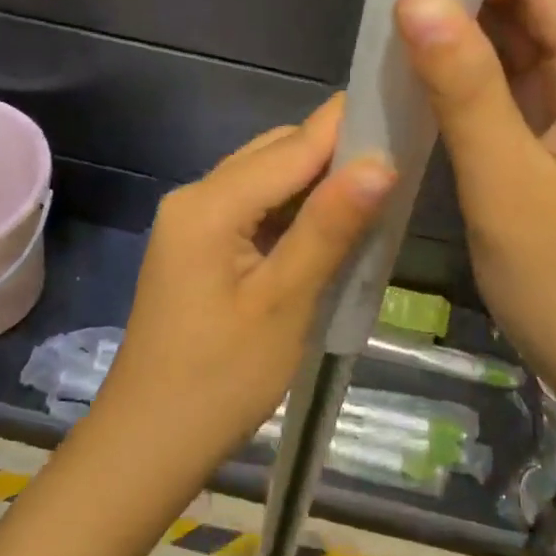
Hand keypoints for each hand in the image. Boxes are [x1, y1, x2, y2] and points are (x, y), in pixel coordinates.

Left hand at [90, 96, 394, 484]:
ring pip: (266, 183)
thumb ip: (329, 226)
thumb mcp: (284, 302)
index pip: (292, 145)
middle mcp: (195, 198)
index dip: (349, 127)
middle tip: (402, 164)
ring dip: (317, 186)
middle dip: (335, 156)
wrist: (150, 443)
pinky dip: (294, 214)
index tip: (405, 112)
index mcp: (209, 203)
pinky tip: (333, 228)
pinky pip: (254, 212)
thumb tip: (382, 159)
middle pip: (275, 156)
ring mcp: (193, 225)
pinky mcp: (200, 250)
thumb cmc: (220, 380)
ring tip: (379, 194)